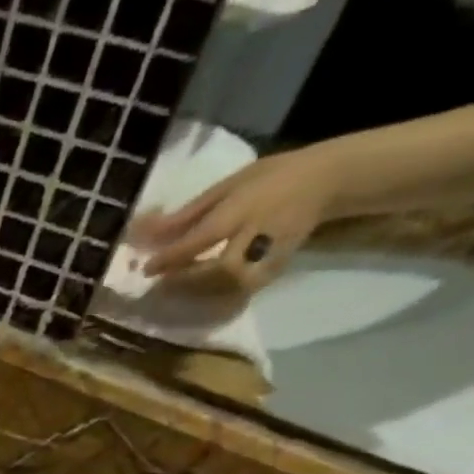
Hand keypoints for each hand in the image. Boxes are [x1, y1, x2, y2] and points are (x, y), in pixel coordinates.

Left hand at [128, 145, 346, 294]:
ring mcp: (271, 254)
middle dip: (187, 279)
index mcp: (245, 207)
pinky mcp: (276, 269)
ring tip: (175, 288)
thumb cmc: (270, 177)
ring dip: (198, 292)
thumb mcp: (228, 185)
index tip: (147, 268)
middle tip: (161, 282)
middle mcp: (259, 234)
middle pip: (221, 268)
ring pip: (232, 285)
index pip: (203, 238)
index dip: (172, 257)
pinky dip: (218, 296)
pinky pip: (243, 291)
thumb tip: (146, 234)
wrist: (327, 180)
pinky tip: (199, 293)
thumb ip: (188, 213)